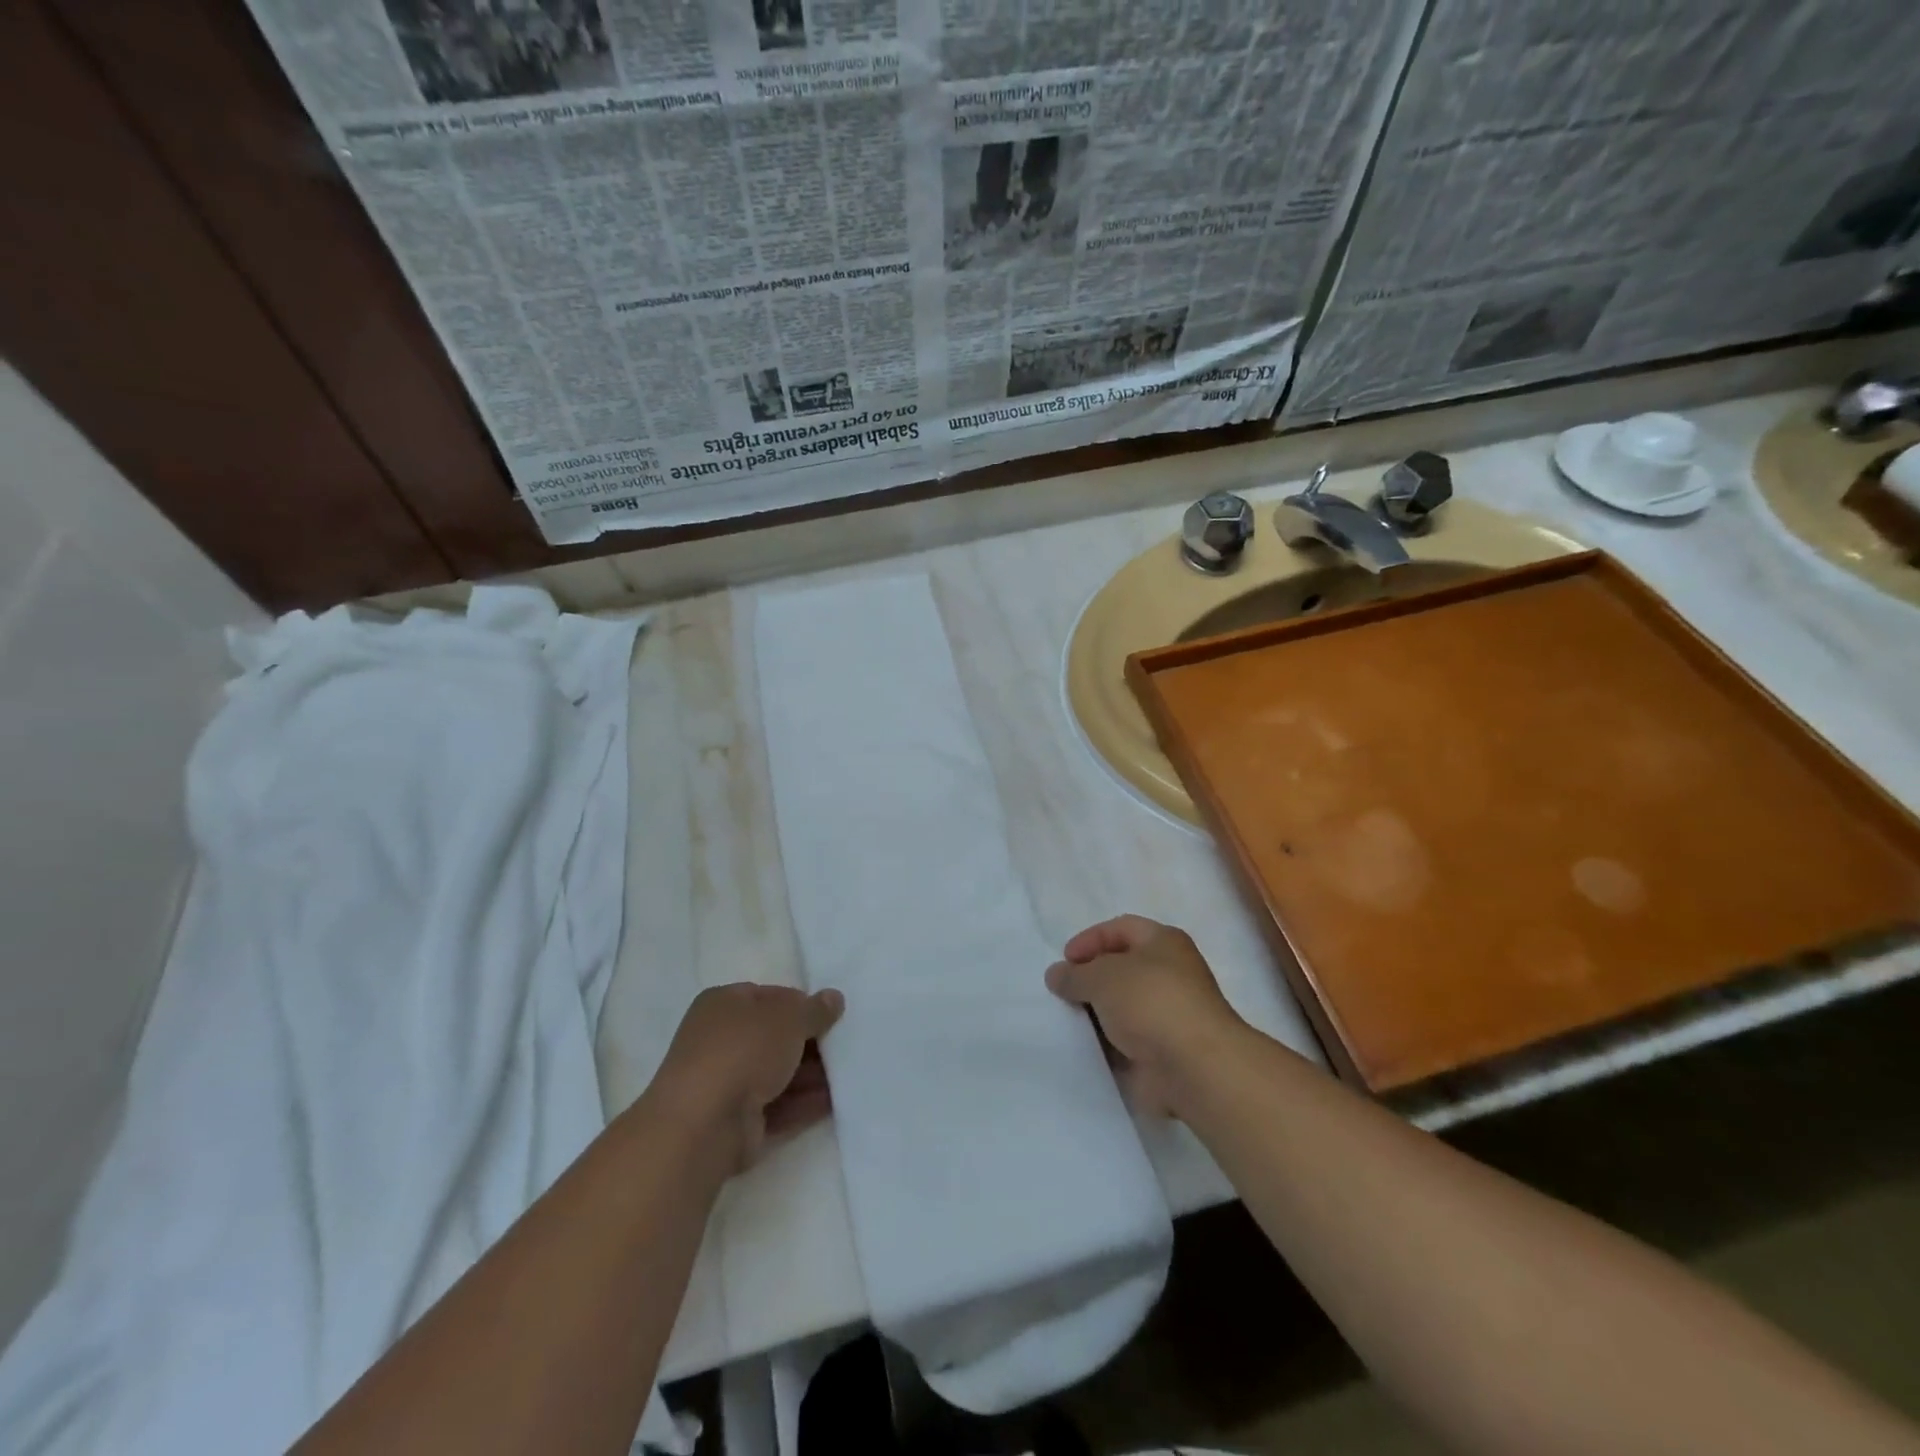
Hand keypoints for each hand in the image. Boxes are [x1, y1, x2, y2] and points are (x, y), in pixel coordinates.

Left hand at [651, 983, 844, 1174]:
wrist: (703, 1124)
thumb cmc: (743, 1050)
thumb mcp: (788, 1017)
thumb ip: (814, 1009)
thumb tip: (833, 998)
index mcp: (723, 1004)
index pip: (770, 996)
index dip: (802, 1004)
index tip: (832, 1015)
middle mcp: (721, 1040)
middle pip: (775, 1036)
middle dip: (810, 1041)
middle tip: (847, 1043)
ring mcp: (728, 1083)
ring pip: (779, 1072)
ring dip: (813, 1074)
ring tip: (851, 1072)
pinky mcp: (737, 1121)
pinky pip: (779, 1105)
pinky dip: (805, 1102)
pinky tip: (837, 1100)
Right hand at [1046, 916, 1244, 1117]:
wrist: (1195, 1068)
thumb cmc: (1151, 1003)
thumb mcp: (1102, 977)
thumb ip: (1075, 974)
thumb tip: (1056, 975)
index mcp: (1163, 942)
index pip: (1120, 929)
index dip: (1090, 939)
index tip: (1064, 960)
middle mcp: (1170, 974)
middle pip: (1121, 968)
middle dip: (1090, 978)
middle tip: (1061, 991)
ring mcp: (1168, 1015)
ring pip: (1122, 1007)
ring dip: (1096, 1013)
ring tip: (1065, 1020)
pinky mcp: (1163, 1051)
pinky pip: (1126, 1041)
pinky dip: (1106, 1043)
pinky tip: (1082, 1047)